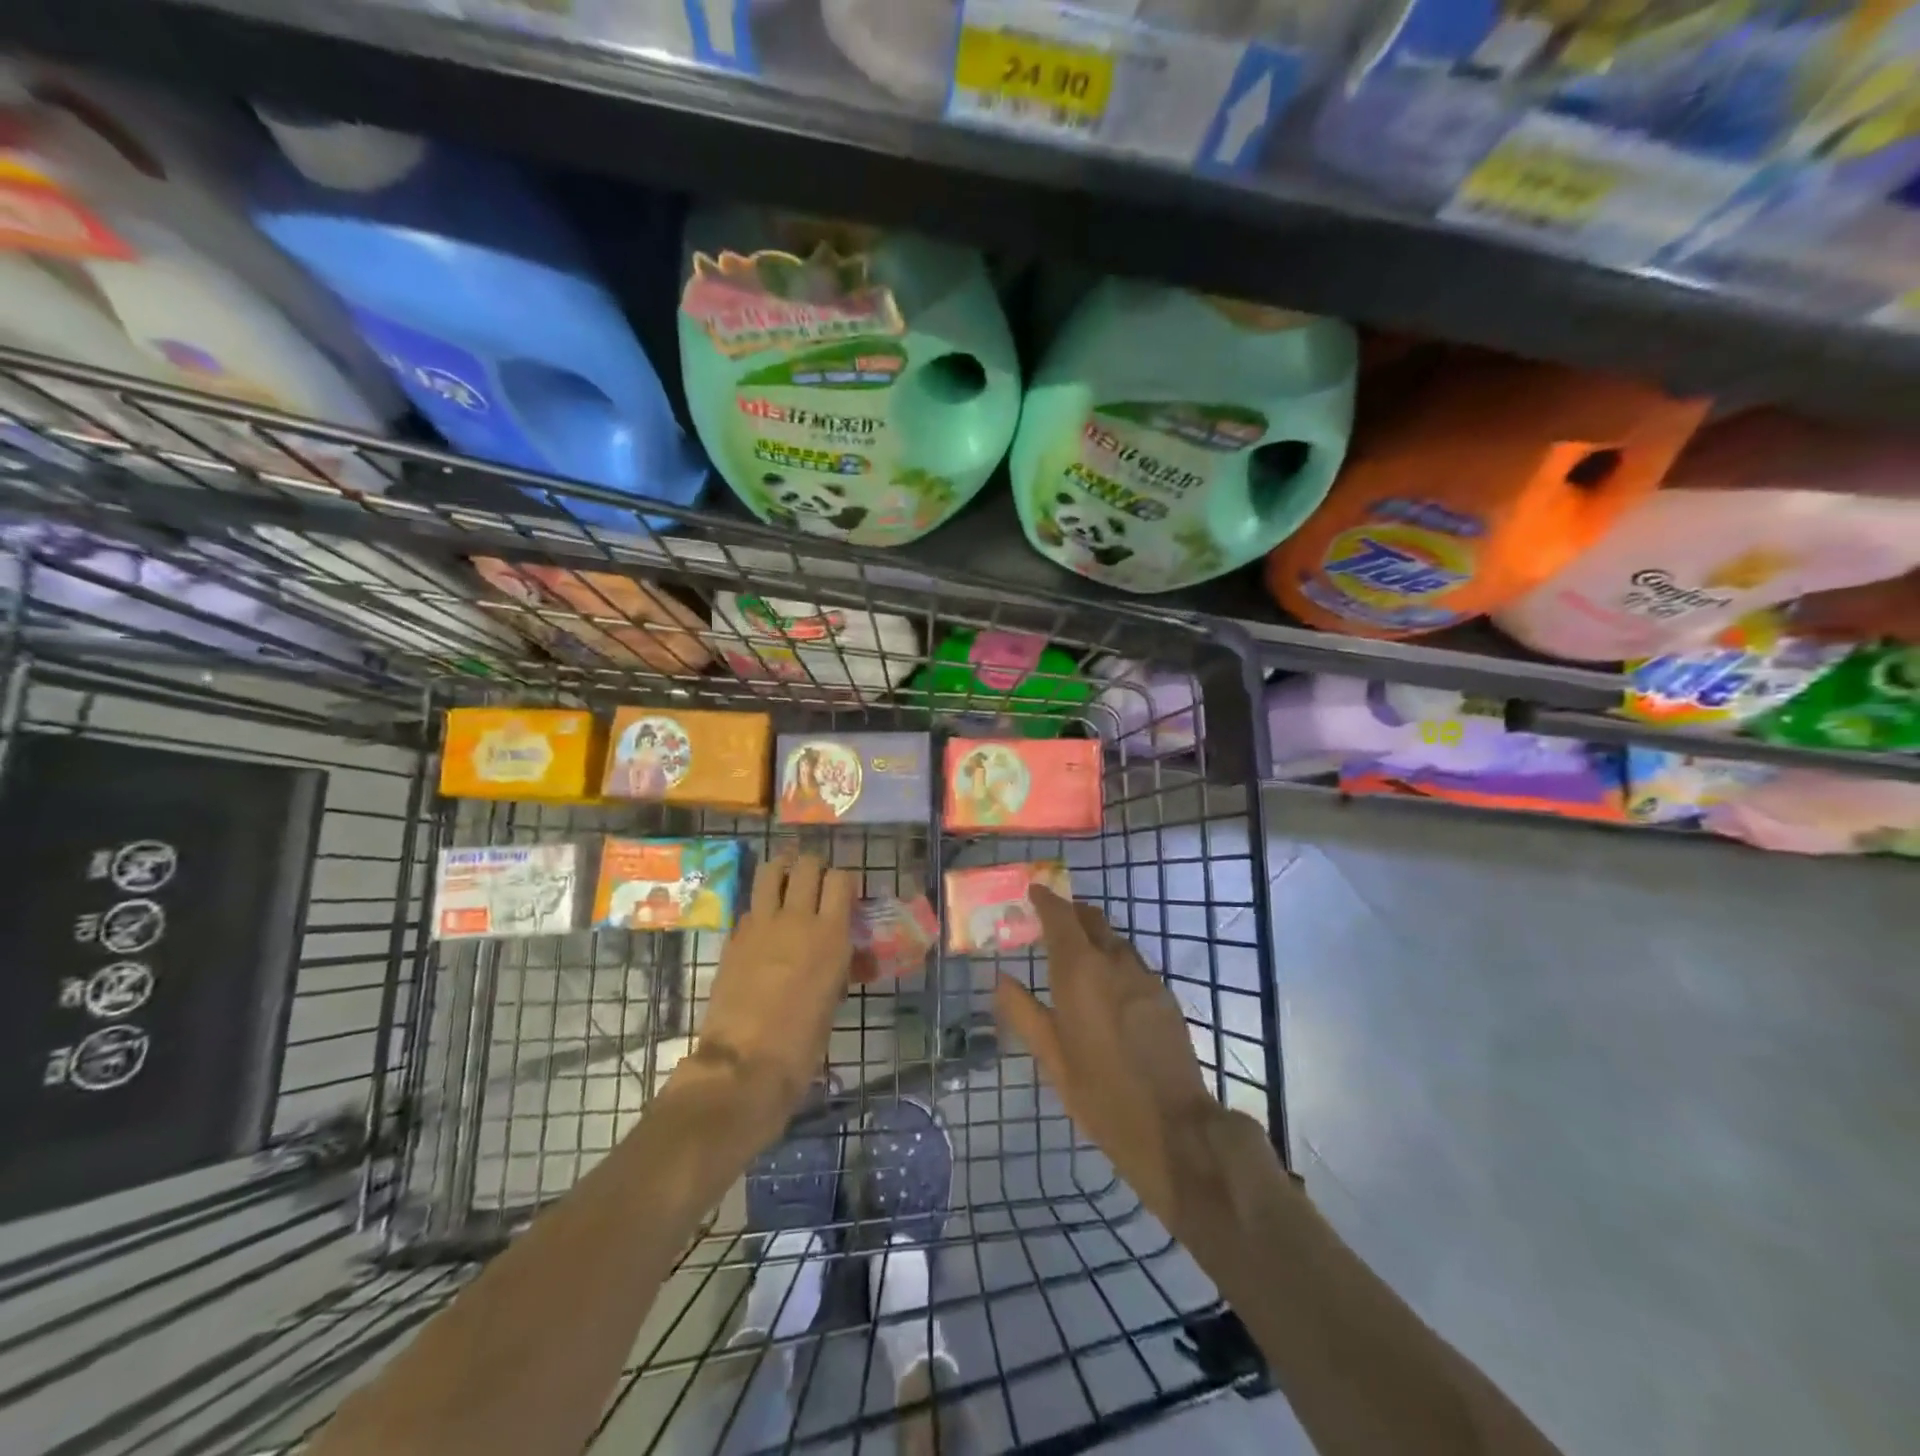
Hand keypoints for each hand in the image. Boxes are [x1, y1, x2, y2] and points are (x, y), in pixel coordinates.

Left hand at [685, 852, 854, 1123]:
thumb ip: (839, 965)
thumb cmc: (802, 1043)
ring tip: (787, 884)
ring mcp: (760, 924)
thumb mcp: (833, 999)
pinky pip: (751, 905)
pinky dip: (761, 907)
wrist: (744, 1064)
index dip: (843, 882)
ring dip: (783, 871)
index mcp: (830, 934)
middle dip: (814, 868)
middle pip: (807, 865)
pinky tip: (764, 926)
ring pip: (772, 870)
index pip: (841, 878)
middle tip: (816, 886)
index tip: (844, 896)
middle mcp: (797, 918)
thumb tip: (845, 955)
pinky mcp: (734, 937)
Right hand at [994, 886, 1224, 1242]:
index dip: (1046, 900)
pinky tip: (1110, 986)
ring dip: (1096, 936)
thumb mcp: (1051, 1056)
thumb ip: (1023, 1012)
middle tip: (1053, 919)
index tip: (1035, 891)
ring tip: (1079, 953)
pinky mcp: (1165, 996)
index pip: (1061, 918)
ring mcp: (1145, 977)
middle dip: (1071, 912)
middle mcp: (1114, 962)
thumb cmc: (1099, 1092)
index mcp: (1080, 971)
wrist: (1173, 1125)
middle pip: (1092, 919)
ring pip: (1116, 940)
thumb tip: (999, 979)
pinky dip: (1116, 959)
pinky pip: (1134, 963)